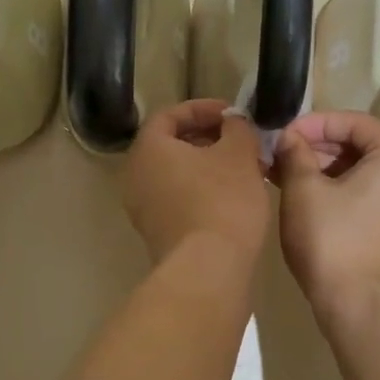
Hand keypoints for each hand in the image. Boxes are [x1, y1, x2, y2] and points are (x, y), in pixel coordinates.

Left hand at [123, 100, 270, 267]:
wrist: (208, 270)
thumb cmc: (222, 201)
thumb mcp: (239, 153)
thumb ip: (237, 128)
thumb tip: (233, 122)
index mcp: (148, 149)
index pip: (169, 115)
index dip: (203, 109)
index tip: (233, 115)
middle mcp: (136, 175)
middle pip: (171, 145)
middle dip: (208, 138)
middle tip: (241, 141)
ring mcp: (142, 208)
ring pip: (176, 174)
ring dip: (208, 166)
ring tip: (244, 169)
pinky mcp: (156, 233)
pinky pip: (177, 199)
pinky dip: (202, 190)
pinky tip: (233, 198)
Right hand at [274, 111, 379, 313]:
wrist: (360, 305)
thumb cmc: (332, 240)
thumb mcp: (304, 189)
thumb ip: (295, 153)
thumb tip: (289, 138)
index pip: (355, 122)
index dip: (315, 123)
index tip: (284, 134)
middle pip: (360, 145)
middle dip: (317, 146)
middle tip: (280, 155)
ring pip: (361, 171)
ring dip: (322, 168)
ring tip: (284, 175)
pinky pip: (366, 194)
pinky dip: (336, 189)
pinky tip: (303, 196)